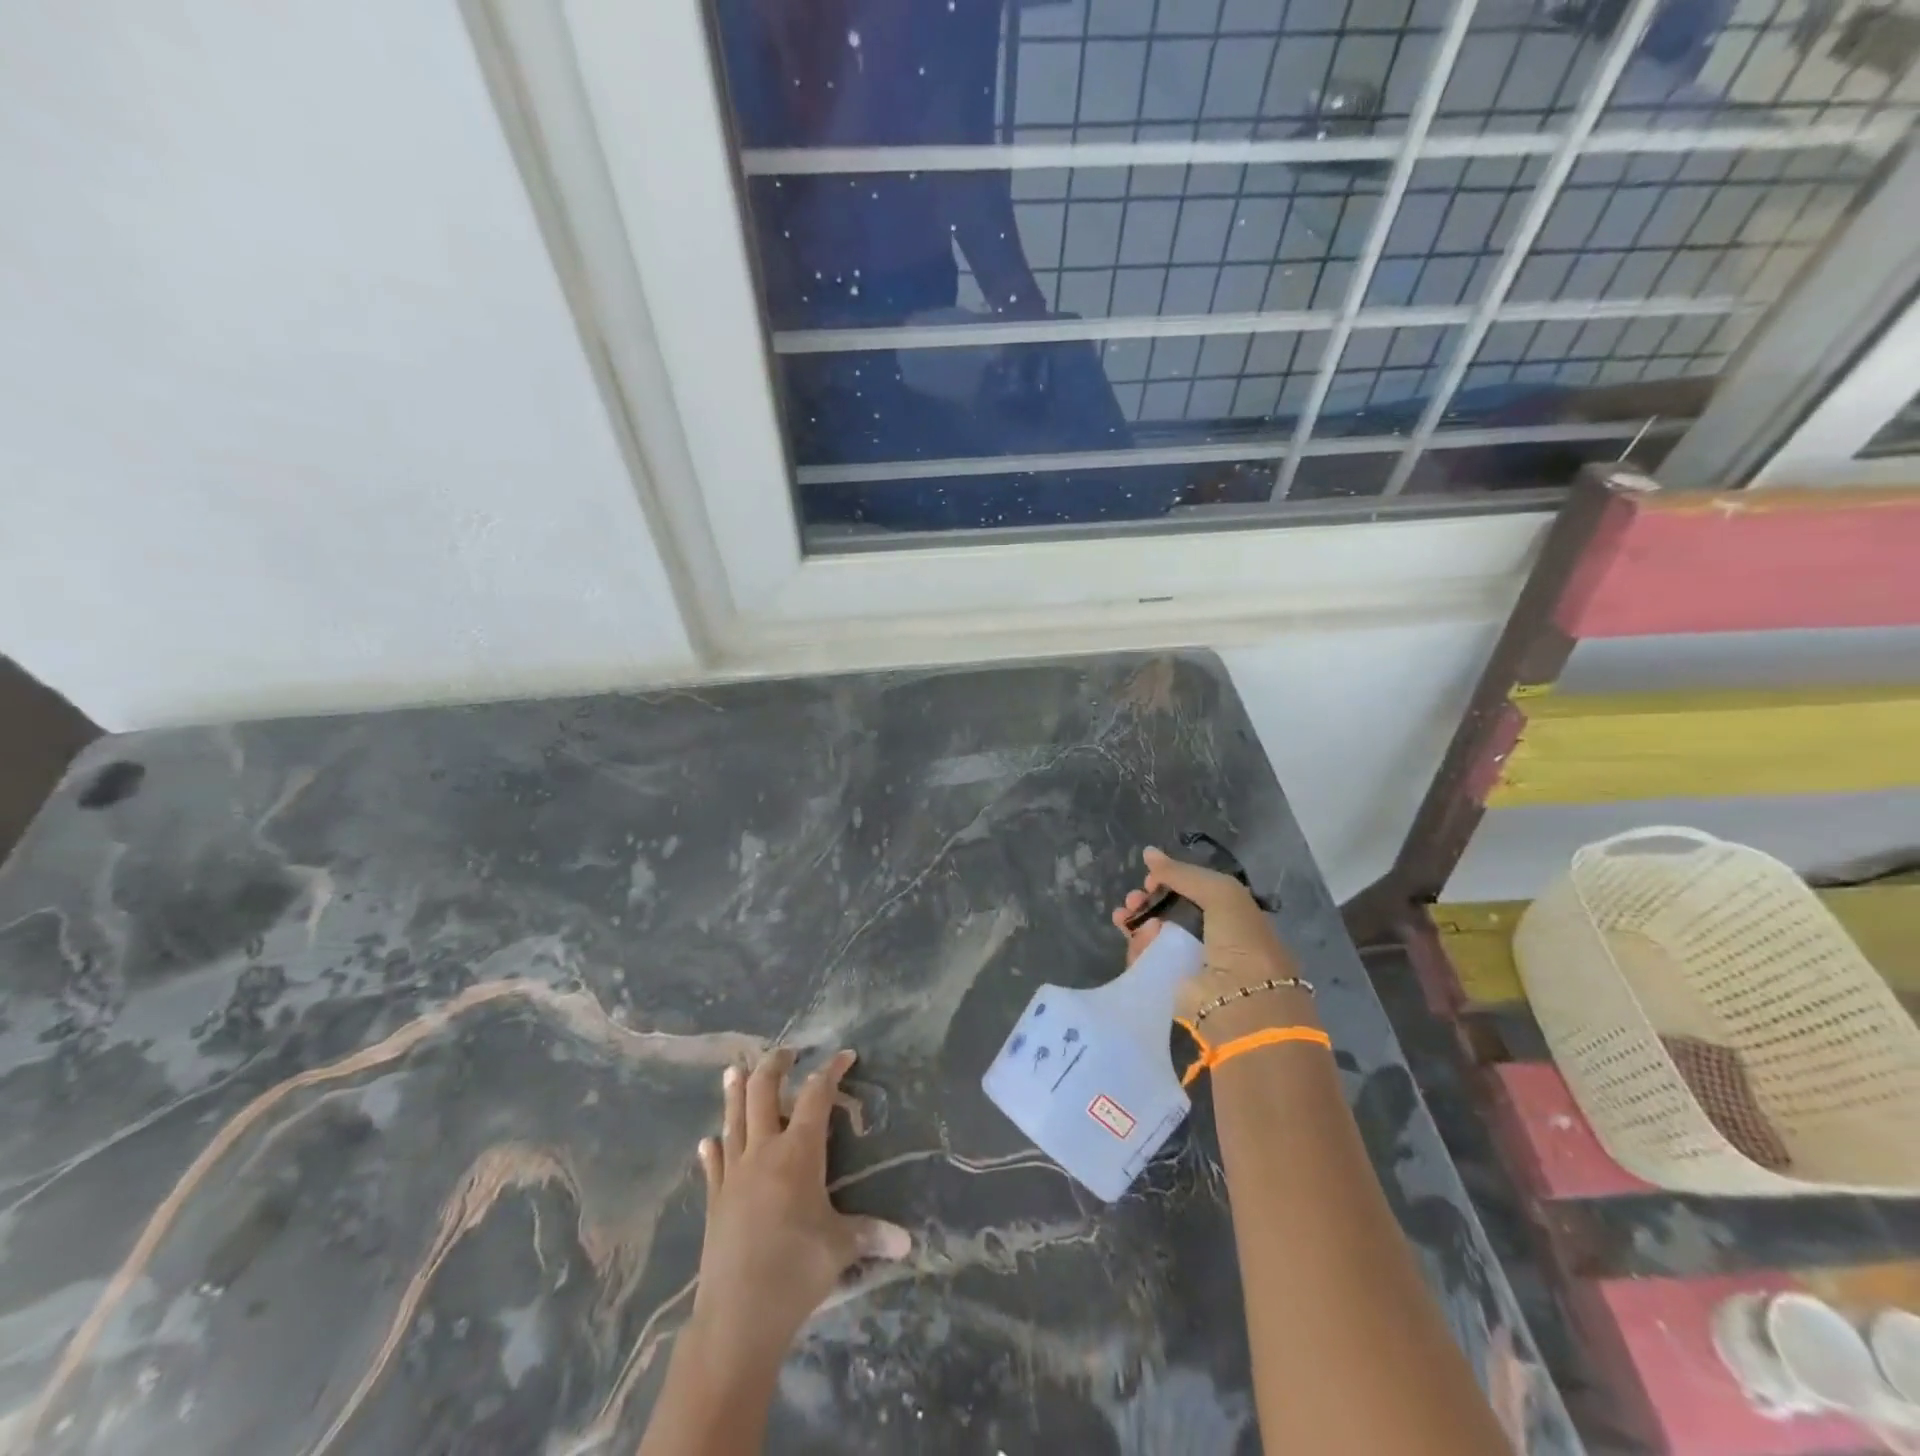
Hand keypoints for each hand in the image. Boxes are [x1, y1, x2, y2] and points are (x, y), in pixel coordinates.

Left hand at [688, 1049, 912, 1373]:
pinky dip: (713, 1149)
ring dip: (735, 1092)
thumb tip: (907, 1242)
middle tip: (786, 1052)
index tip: (845, 1055)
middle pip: (764, 1092)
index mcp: (799, 1152)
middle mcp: (764, 1151)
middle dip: (774, 1066)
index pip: (817, 1096)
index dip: (831, 1071)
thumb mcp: (841, 1248)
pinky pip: (714, 1164)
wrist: (738, 1317)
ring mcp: (734, 1174)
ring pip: (734, 1119)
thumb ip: (871, 1235)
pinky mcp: (715, 1200)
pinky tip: (709, 1141)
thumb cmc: (796, 1270)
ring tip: (734, 1069)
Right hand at [1110, 847, 1313, 1035]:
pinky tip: (1134, 936)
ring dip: (1137, 920)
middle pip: (1168, 913)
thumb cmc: (1240, 941)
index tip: (1151, 877)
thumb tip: (1148, 853)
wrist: (1241, 1003)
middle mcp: (1209, 939)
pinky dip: (1136, 945)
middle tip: (1133, 898)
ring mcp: (1187, 963)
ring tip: (1126, 915)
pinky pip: (1144, 959)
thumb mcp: (1221, 893)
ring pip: (1152, 935)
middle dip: (1147, 901)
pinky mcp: (1168, 985)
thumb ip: (1183, 873)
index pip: (1192, 893)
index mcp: (1230, 916)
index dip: (1170, 882)